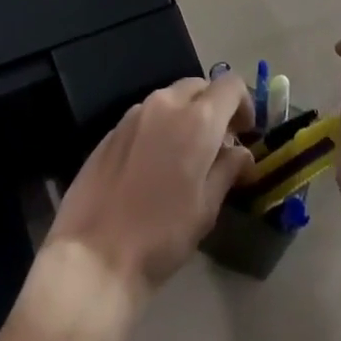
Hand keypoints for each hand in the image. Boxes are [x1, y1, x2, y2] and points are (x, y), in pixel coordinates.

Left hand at [43, 76, 253, 302]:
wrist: (94, 255)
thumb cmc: (161, 236)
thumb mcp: (206, 208)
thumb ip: (228, 170)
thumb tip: (242, 152)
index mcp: (196, 120)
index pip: (230, 85)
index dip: (245, 103)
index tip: (246, 133)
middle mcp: (165, 103)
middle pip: (200, 86)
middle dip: (215, 107)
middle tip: (220, 145)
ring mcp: (135, 112)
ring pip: (172, 98)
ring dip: (187, 115)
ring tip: (188, 156)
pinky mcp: (113, 128)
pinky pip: (147, 114)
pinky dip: (162, 126)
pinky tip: (156, 164)